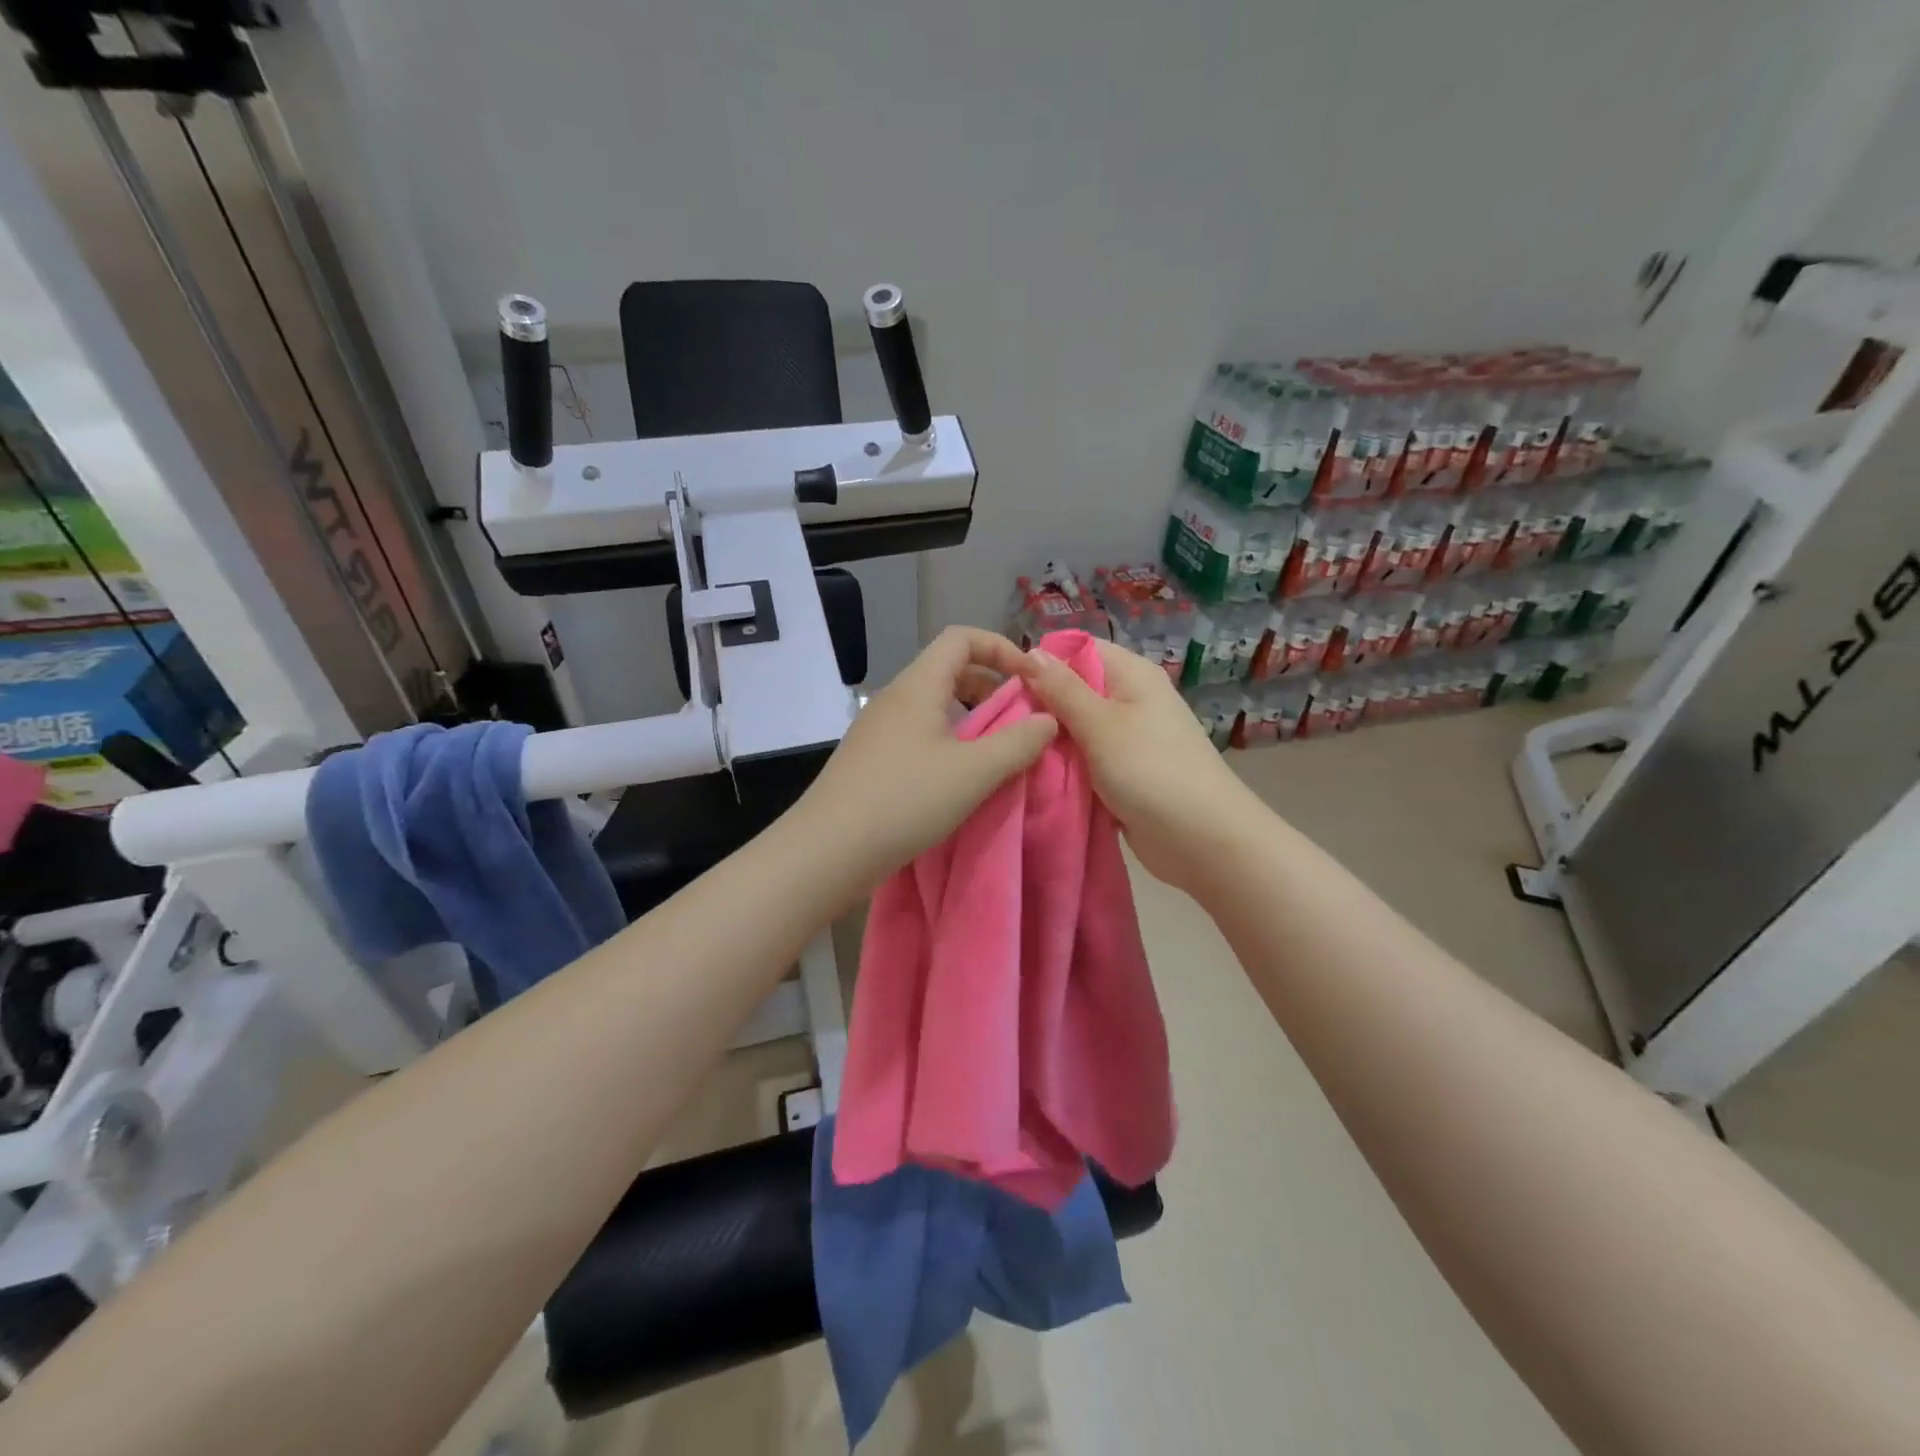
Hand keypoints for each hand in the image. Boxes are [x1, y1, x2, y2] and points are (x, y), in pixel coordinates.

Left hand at [793, 626, 1057, 895]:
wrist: (827, 850)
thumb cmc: (905, 800)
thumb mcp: (974, 772)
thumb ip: (1019, 743)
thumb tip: (1049, 720)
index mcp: (918, 686)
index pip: (961, 638)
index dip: (1002, 648)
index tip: (1031, 680)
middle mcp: (895, 698)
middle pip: (948, 670)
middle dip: (990, 686)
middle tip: (1019, 719)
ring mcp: (877, 729)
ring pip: (933, 705)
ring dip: (971, 718)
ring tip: (995, 751)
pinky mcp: (870, 759)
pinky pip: (918, 733)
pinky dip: (948, 741)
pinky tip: (959, 778)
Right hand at [1023, 637, 1260, 890]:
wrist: (1202, 840)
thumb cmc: (1151, 771)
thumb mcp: (1100, 724)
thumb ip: (1062, 689)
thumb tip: (1030, 652)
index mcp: (1131, 675)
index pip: (1077, 649)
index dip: (1042, 662)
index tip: (1005, 685)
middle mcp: (1129, 699)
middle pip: (1072, 690)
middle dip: (1039, 706)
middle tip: (1001, 726)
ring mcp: (1126, 738)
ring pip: (1074, 729)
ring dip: (1048, 741)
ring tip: (1010, 750)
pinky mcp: (1121, 772)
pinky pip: (1083, 759)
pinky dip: (1063, 766)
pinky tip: (1031, 773)